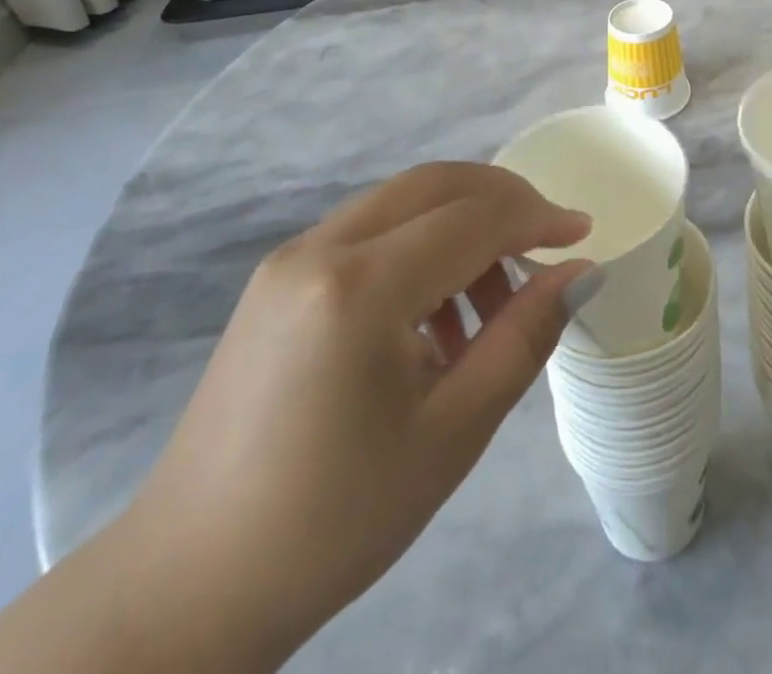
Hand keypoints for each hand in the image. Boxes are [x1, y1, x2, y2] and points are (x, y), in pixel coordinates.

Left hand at [113, 162, 596, 663]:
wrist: (188, 586)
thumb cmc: (336, 518)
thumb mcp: (452, 432)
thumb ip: (524, 337)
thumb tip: (583, 274)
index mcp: (360, 286)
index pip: (473, 219)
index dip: (537, 218)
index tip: (583, 235)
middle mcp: (320, 248)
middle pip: (436, 184)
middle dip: (503, 200)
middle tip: (547, 244)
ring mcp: (290, 258)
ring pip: (402, 201)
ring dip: (461, 225)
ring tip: (491, 306)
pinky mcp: (277, 279)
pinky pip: (369, 232)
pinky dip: (420, 246)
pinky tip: (434, 317)